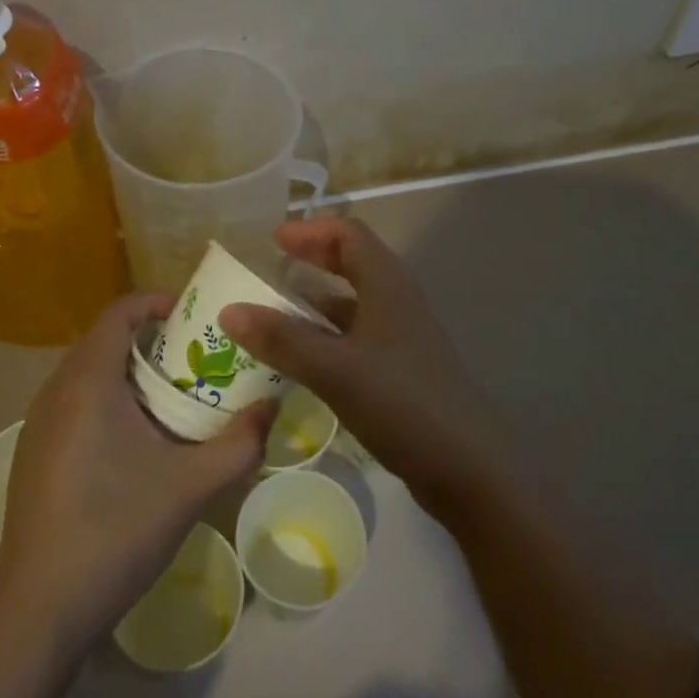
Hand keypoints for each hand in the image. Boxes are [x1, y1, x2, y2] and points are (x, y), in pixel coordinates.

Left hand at [0, 293, 274, 647]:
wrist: (40, 611)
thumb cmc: (116, 530)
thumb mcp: (192, 485)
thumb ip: (240, 442)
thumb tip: (272, 406)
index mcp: (88, 381)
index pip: (119, 312)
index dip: (157, 302)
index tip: (195, 317)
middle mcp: (56, 391)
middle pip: (106, 340)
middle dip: (153, 341)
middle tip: (197, 361)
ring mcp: (38, 424)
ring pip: (89, 374)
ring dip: (131, 373)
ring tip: (175, 399)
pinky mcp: (34, 455)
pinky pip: (76, 404)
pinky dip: (109, 401)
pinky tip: (138, 444)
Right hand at [219, 219, 508, 520]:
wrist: (468, 466)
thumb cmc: (402, 402)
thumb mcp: (335, 369)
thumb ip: (283, 339)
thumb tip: (229, 310)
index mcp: (387, 285)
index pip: (349, 235)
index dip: (311, 231)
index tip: (273, 240)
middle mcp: (396, 302)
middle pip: (352, 264)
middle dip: (312, 261)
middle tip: (271, 269)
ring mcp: (401, 338)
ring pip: (353, 305)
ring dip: (316, 303)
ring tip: (273, 315)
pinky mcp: (401, 371)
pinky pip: (356, 339)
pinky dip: (326, 338)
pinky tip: (301, 361)